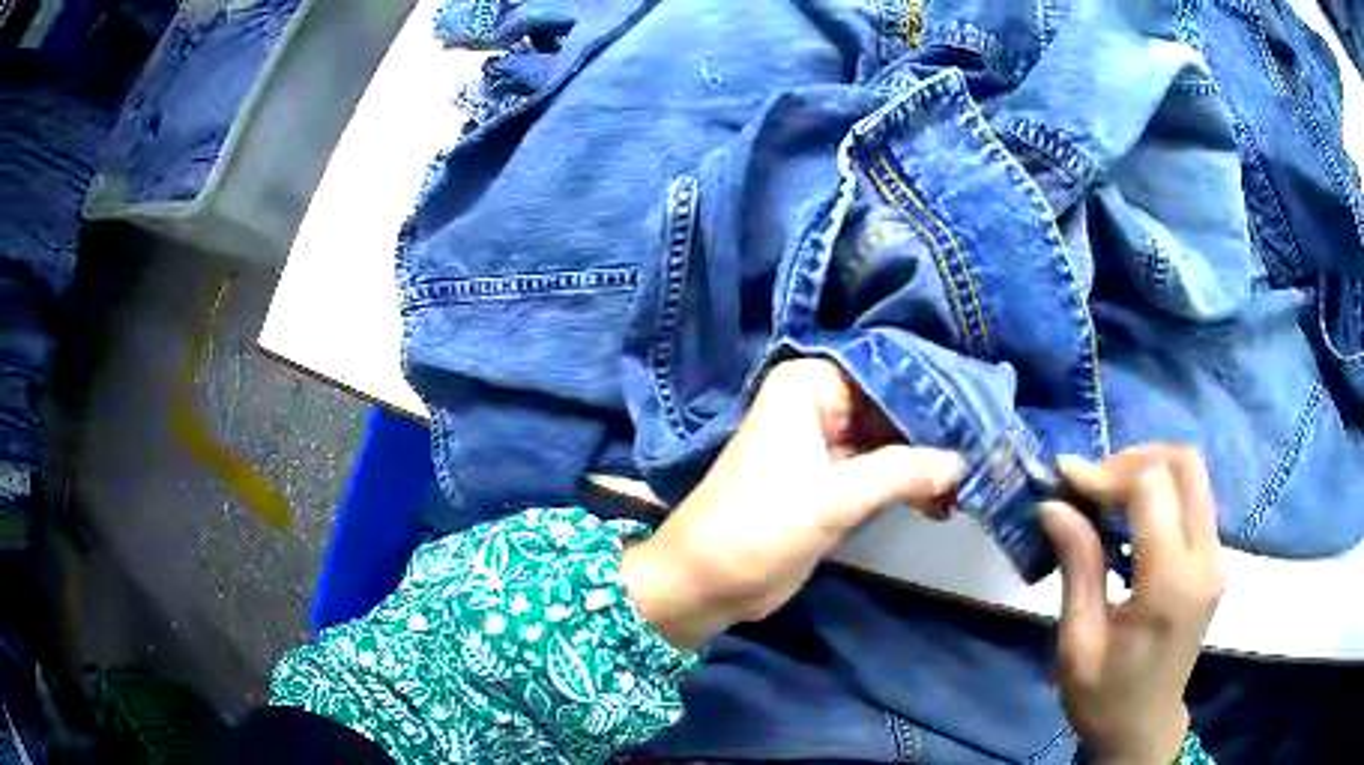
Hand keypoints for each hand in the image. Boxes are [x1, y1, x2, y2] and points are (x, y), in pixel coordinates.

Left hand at [621, 358, 965, 649]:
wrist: (707, 583)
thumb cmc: (759, 526)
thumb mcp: (833, 497)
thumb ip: (902, 473)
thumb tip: (963, 461)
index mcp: (809, 385)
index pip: (887, 372)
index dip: (934, 390)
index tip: (985, 404)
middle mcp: (819, 404)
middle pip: (892, 406)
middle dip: (937, 430)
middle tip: (992, 443)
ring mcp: (827, 443)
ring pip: (890, 441)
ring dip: (928, 461)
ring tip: (977, 477)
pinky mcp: (832, 482)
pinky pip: (882, 472)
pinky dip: (911, 485)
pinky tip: (946, 500)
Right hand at [1040, 446, 1223, 764]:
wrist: (1143, 728)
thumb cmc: (1104, 698)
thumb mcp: (1078, 643)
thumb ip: (1077, 568)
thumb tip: (1054, 504)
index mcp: (1170, 586)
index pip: (1152, 489)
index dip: (1107, 472)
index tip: (1066, 480)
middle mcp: (1205, 560)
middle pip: (1184, 463)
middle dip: (1133, 458)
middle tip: (1091, 483)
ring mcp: (1215, 557)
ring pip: (1193, 473)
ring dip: (1148, 468)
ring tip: (1106, 494)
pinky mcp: (1213, 559)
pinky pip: (1194, 497)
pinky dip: (1161, 488)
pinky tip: (1130, 515)